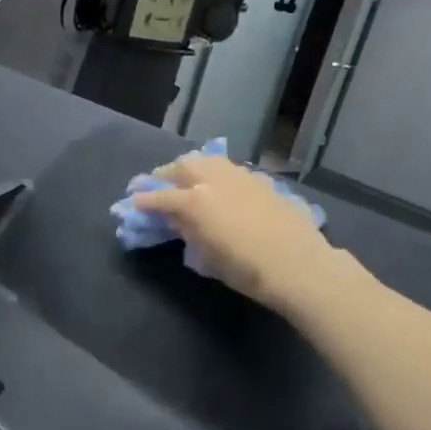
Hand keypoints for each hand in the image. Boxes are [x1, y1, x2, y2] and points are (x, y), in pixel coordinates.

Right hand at [130, 151, 346, 315]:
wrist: (298, 265)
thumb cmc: (246, 270)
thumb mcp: (206, 255)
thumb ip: (188, 231)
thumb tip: (176, 219)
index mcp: (194, 202)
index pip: (160, 197)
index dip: (143, 201)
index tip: (132, 203)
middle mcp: (213, 181)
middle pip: (181, 167)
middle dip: (165, 175)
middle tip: (157, 186)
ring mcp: (239, 177)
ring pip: (207, 160)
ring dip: (191, 168)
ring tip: (186, 180)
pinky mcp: (260, 181)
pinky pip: (229, 170)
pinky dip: (216, 174)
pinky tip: (219, 187)